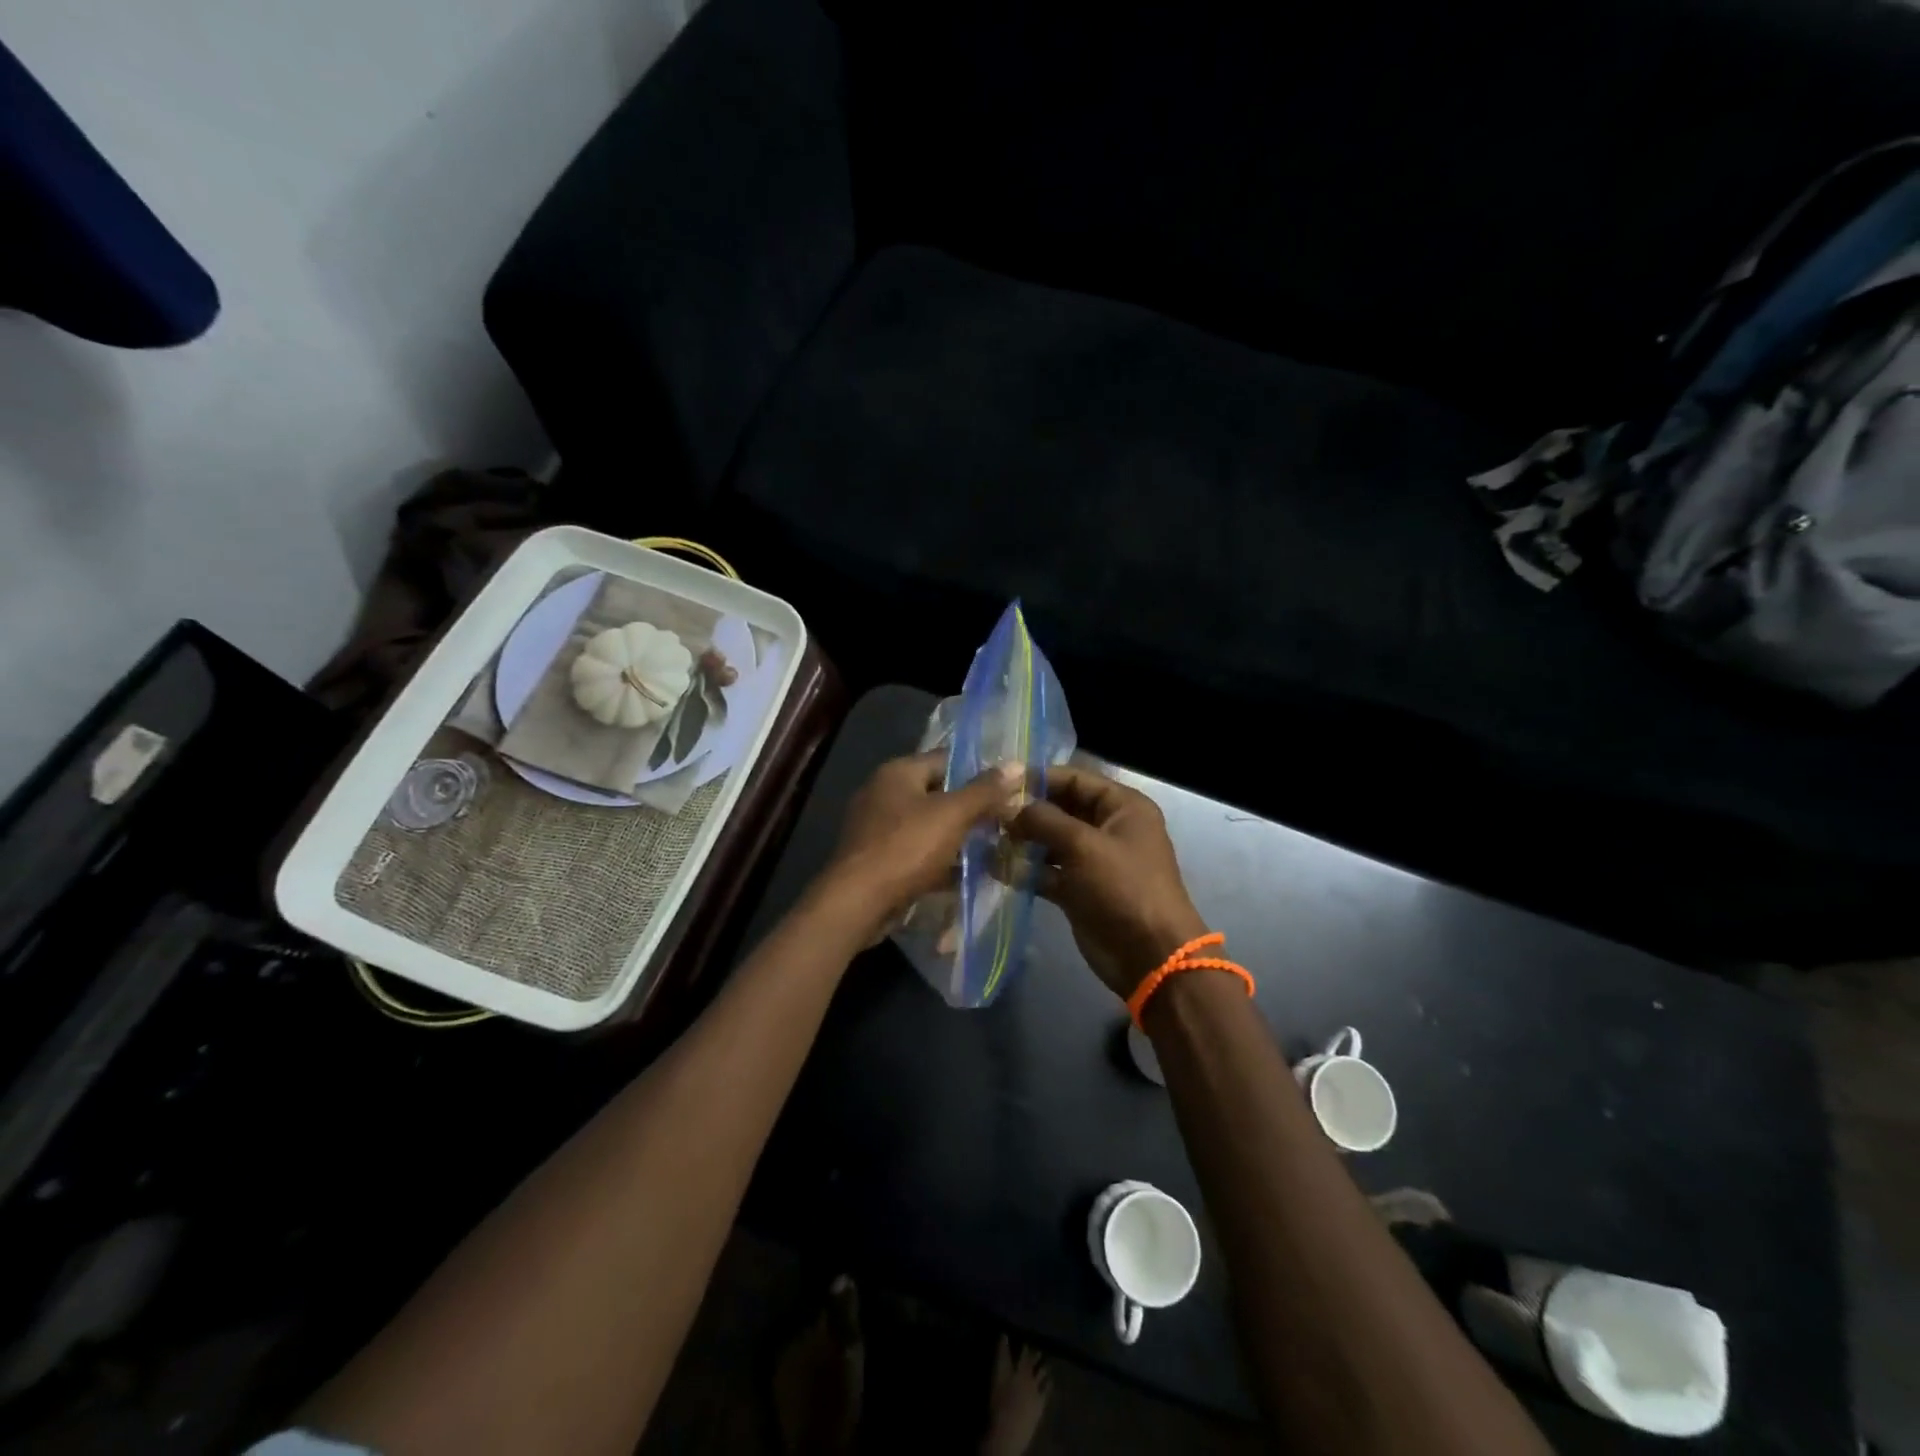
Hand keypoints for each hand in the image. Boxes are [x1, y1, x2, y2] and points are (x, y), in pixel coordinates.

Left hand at [821, 752, 1024, 943]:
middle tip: (1005, 821)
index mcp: (898, 772)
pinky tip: (966, 874)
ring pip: (928, 825)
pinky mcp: (877, 859)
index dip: (979, 771)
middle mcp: (883, 793)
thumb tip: (1017, 764)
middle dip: (971, 808)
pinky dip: (940, 860)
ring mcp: (877, 828)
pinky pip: (917, 852)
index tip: (1009, 788)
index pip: (946, 759)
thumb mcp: (952, 814)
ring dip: (957, 837)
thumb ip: (985, 790)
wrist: (858, 902)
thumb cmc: (906, 847)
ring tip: (993, 848)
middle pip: (937, 793)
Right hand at [1009, 765, 1206, 997]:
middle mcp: (1108, 828)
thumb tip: (1007, 805)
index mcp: (1122, 807)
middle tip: (986, 814)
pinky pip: (1047, 872)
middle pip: (1060, 809)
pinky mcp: (1079, 890)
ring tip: (984, 839)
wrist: (1150, 956)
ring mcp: (1093, 860)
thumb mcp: (1083, 845)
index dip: (1039, 778)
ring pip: (1050, 842)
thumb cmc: (1123, 888)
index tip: (999, 782)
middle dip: (1025, 812)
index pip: (1075, 779)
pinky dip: (1025, 870)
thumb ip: (1043, 819)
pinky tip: (993, 867)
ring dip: (1021, 841)